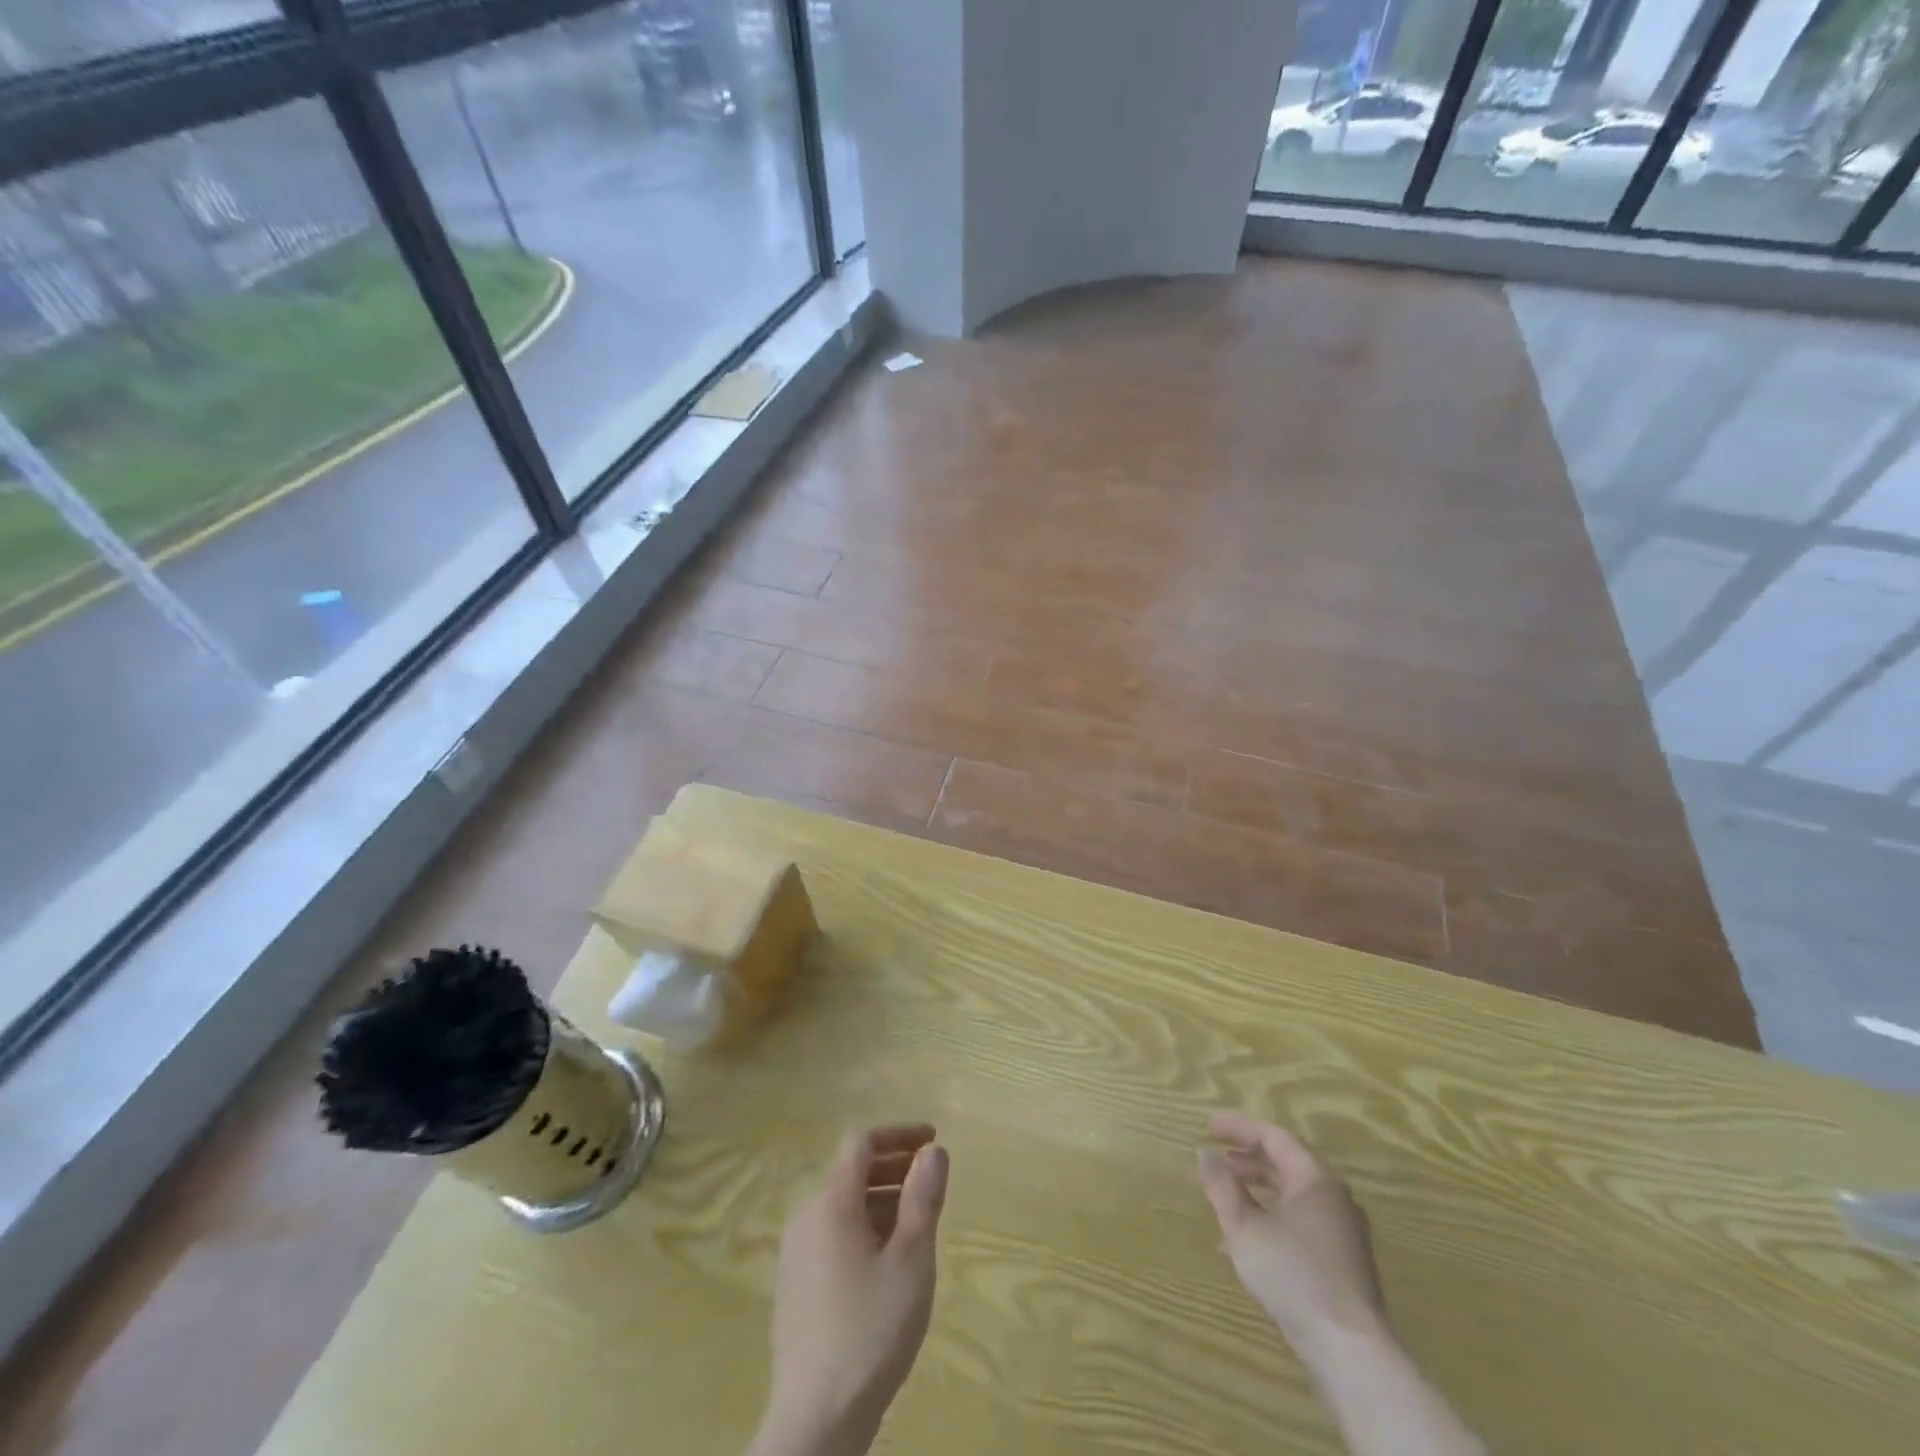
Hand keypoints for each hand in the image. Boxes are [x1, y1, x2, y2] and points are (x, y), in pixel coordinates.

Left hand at [752, 1124, 949, 1455]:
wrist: (814, 1421)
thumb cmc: (870, 1330)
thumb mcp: (911, 1260)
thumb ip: (923, 1198)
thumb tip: (933, 1150)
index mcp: (831, 1202)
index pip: (862, 1142)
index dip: (899, 1133)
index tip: (933, 1139)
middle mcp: (806, 1215)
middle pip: (851, 1171)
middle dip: (893, 1165)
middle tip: (930, 1177)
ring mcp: (795, 1251)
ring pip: (843, 1204)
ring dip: (881, 1197)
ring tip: (917, 1219)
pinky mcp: (795, 1283)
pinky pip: (832, 1232)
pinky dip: (863, 1225)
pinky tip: (886, 1259)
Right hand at [1197, 1113, 1387, 1361]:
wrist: (1349, 1350)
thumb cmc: (1293, 1274)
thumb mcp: (1244, 1226)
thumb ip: (1222, 1186)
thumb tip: (1205, 1153)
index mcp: (1314, 1178)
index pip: (1273, 1136)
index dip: (1238, 1128)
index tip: (1207, 1128)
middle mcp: (1333, 1196)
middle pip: (1285, 1163)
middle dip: (1246, 1160)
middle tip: (1215, 1161)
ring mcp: (1342, 1231)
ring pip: (1292, 1196)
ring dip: (1255, 1192)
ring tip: (1224, 1199)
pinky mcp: (1342, 1262)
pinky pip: (1300, 1223)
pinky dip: (1271, 1219)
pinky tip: (1245, 1244)